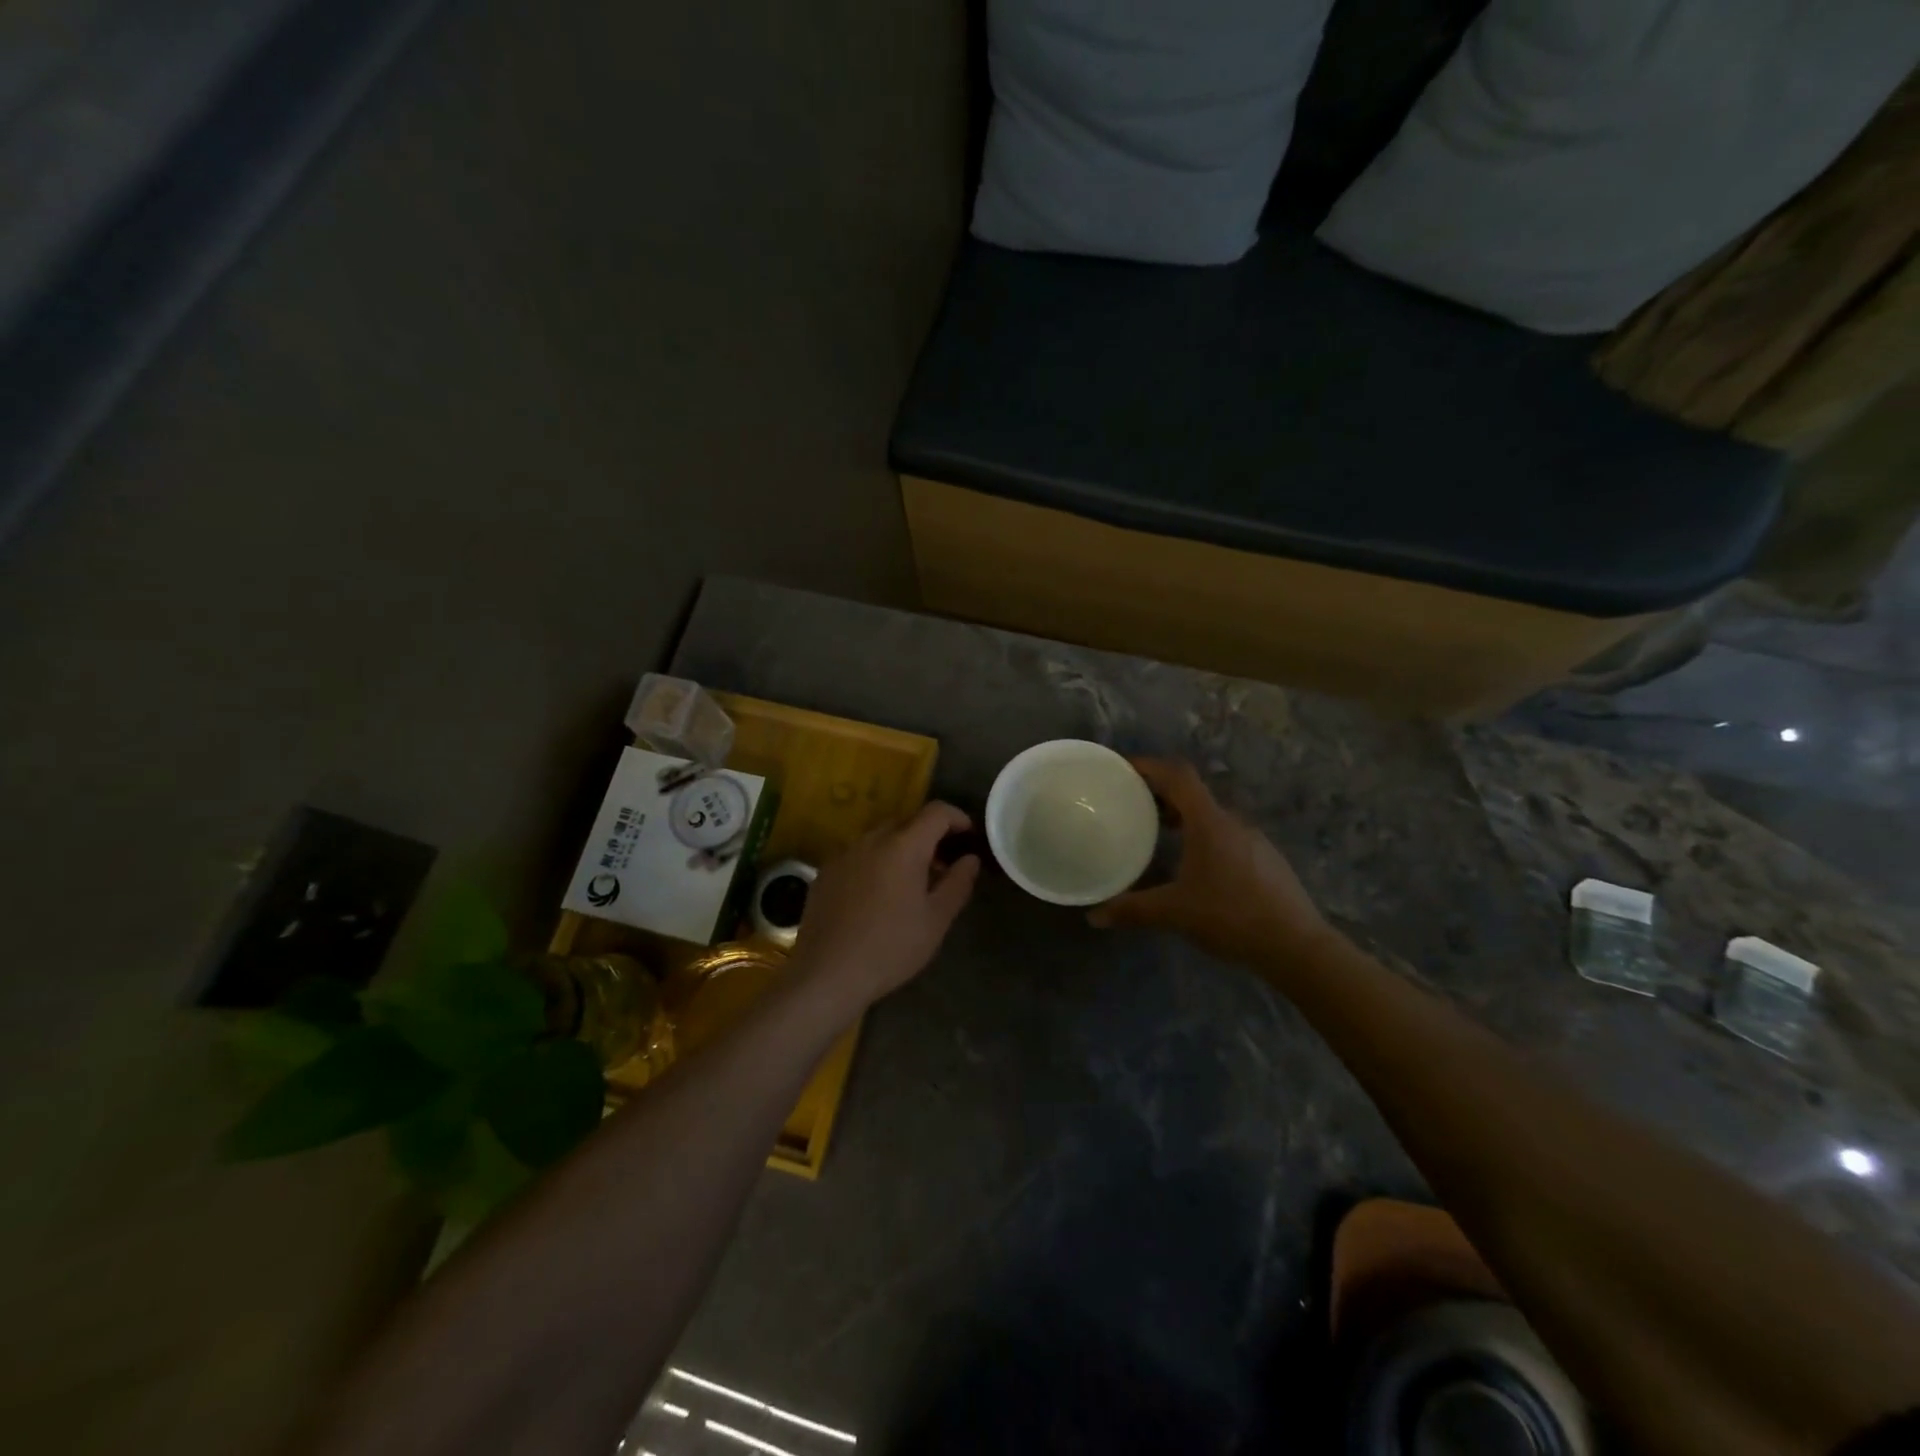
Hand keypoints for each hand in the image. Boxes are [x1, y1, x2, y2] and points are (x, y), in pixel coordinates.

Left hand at [790, 802, 980, 1010]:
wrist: (827, 974)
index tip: (969, 836)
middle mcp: (871, 840)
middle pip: (907, 822)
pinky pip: (859, 855)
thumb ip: (958, 882)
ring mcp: (844, 854)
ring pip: (880, 838)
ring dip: (901, 849)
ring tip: (911, 882)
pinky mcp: (825, 872)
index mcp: (903, 846)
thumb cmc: (891, 947)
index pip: (936, 812)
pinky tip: (878, 896)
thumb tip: (970, 859)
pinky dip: (876, 862)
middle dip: (929, 836)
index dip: (957, 818)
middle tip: (943, 865)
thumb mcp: (936, 920)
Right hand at [1089, 759, 1330, 964]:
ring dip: (1181, 817)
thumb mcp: (1175, 913)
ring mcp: (1253, 841)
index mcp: (1209, 822)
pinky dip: (1200, 837)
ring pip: (1209, 817)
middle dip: (1160, 794)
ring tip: (1155, 833)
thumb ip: (1132, 910)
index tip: (1122, 768)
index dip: (1149, 766)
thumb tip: (1094, 916)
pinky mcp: (1264, 860)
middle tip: (1130, 804)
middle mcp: (1232, 822)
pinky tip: (1191, 865)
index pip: (1177, 776)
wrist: (1297, 946)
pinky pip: (1224, 836)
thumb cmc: (1231, 916)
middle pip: (1192, 794)